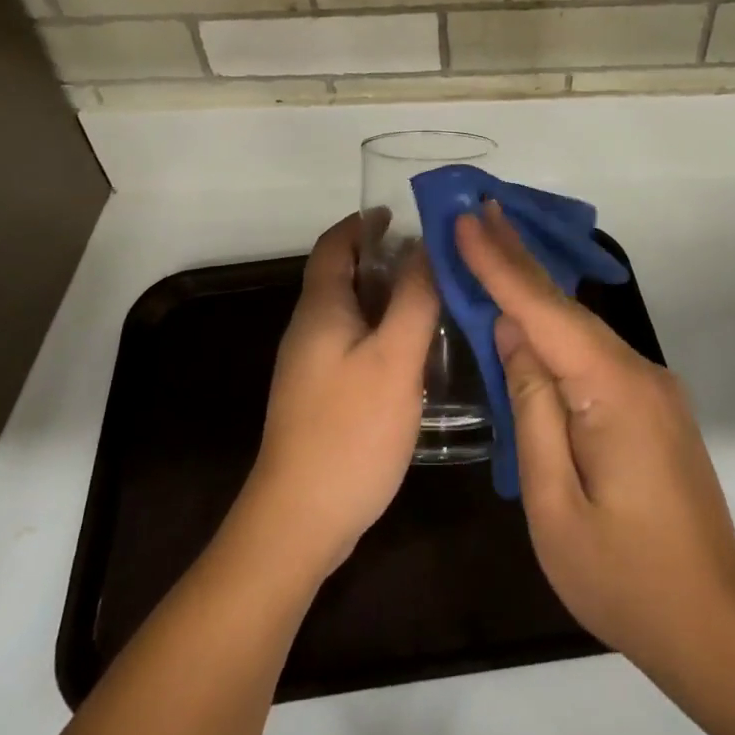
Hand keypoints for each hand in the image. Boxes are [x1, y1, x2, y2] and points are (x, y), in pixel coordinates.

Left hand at [245, 214, 438, 578]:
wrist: (299, 521)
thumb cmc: (350, 430)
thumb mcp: (394, 358)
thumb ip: (414, 298)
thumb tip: (425, 246)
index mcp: (320, 309)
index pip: (335, 244)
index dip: (363, 223)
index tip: (401, 213)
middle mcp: (309, 329)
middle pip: (343, 276)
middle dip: (383, 258)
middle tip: (434, 258)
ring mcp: (312, 366)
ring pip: (352, 312)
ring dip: (387, 297)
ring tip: (435, 298)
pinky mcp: (321, 396)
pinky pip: (355, 344)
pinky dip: (383, 331)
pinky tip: (416, 352)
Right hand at [457, 204, 734, 679]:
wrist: (715, 625)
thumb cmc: (624, 577)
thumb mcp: (554, 504)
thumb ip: (532, 408)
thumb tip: (512, 334)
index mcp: (612, 392)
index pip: (543, 314)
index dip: (500, 265)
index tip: (467, 221)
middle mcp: (637, 372)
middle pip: (564, 306)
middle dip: (517, 255)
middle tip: (480, 208)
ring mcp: (650, 385)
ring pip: (579, 325)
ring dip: (533, 286)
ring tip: (492, 243)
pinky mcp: (650, 401)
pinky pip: (591, 349)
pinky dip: (553, 322)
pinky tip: (528, 311)